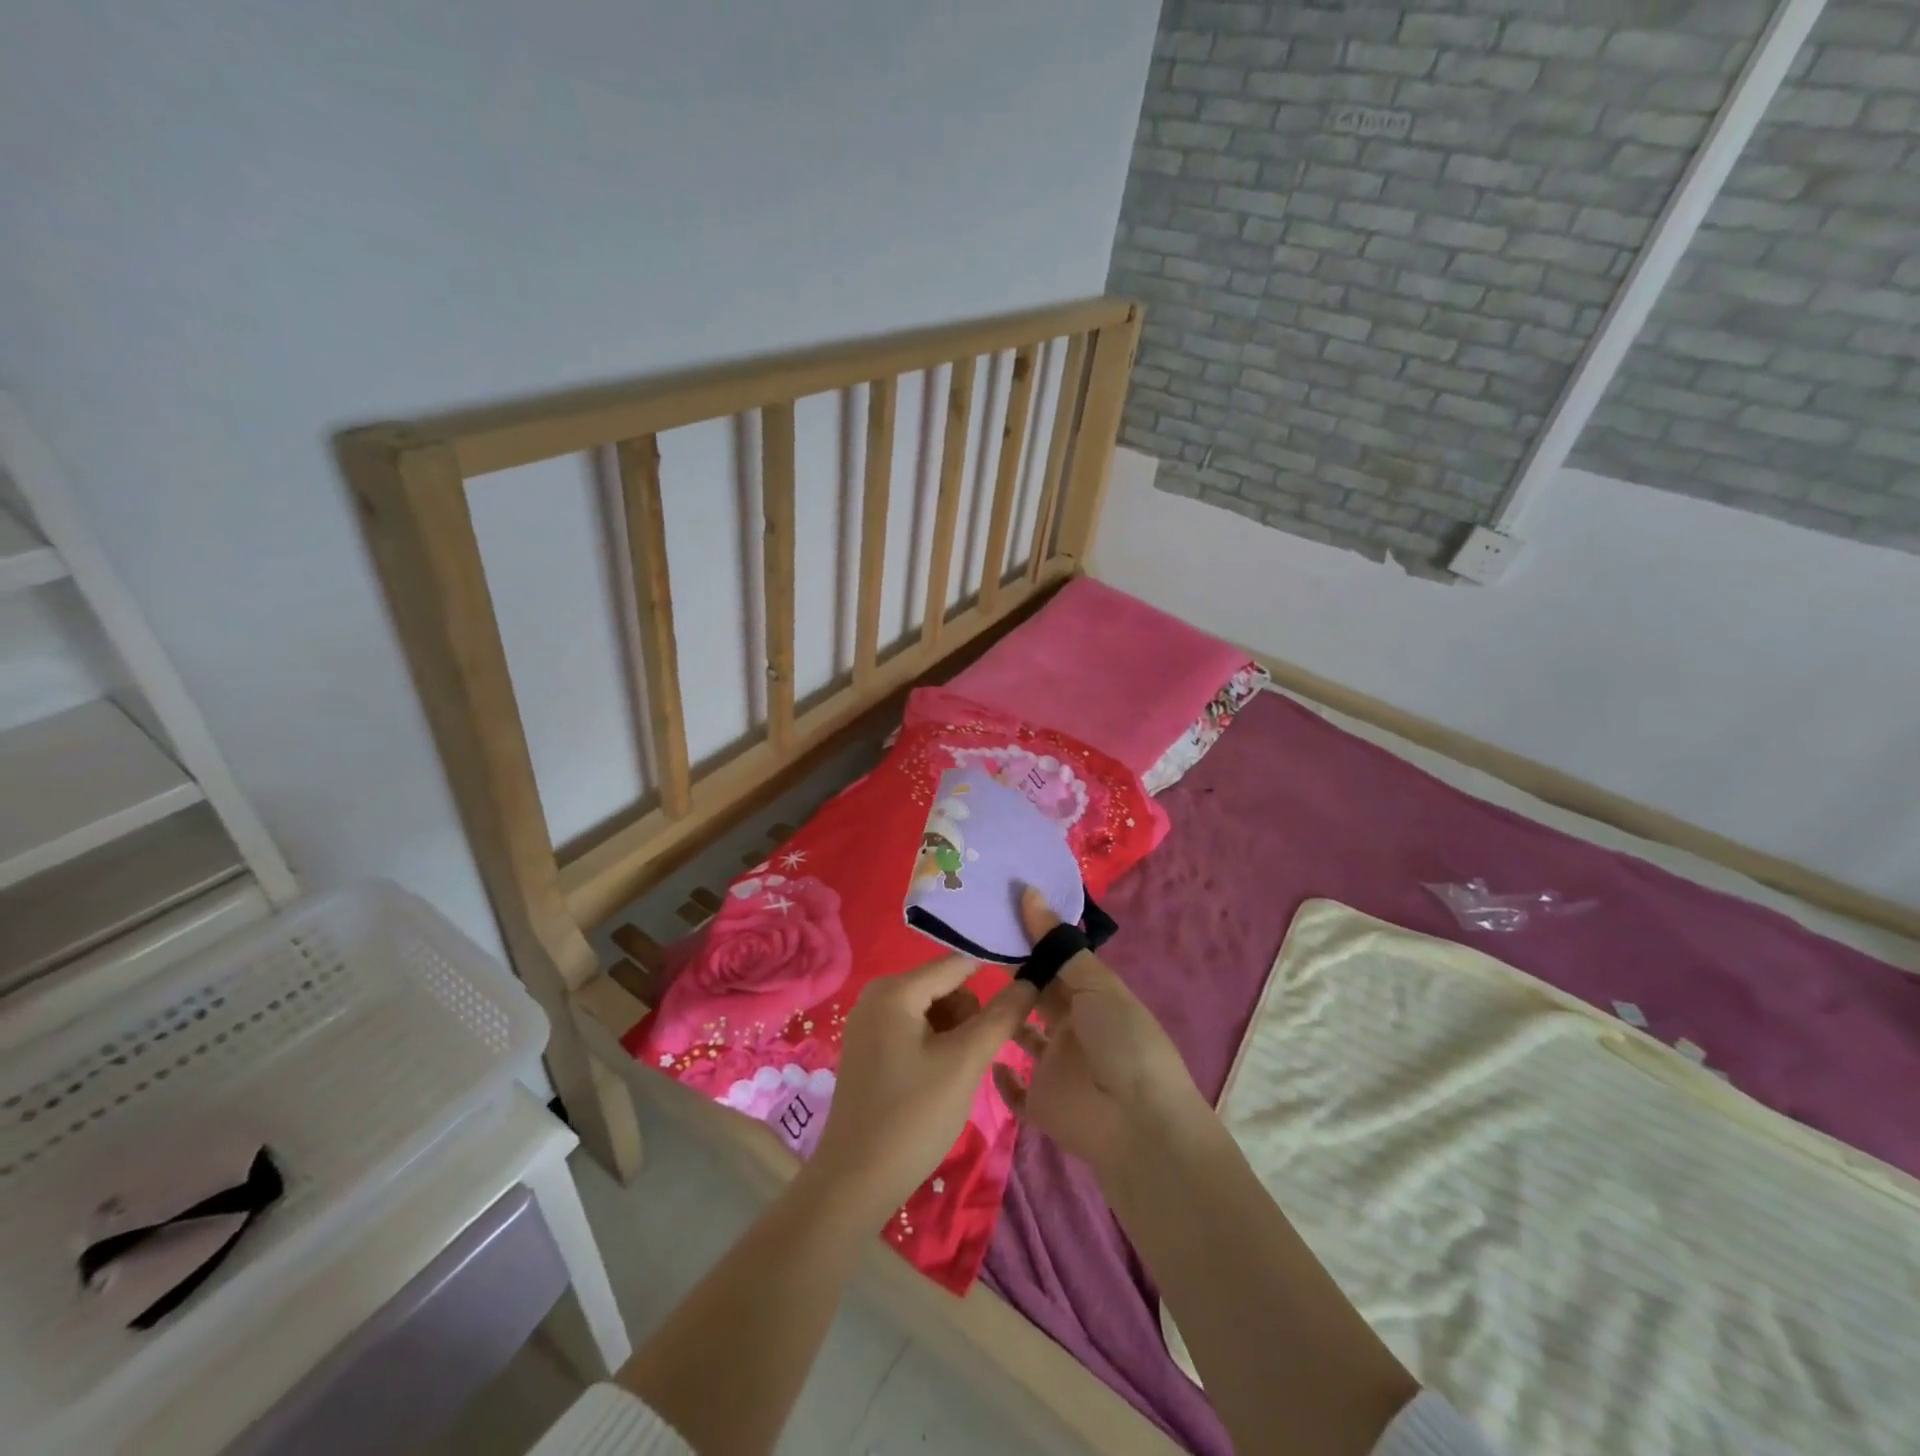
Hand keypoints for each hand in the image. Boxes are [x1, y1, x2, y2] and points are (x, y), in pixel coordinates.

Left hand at [805, 954, 1035, 1228]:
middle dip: (970, 1016)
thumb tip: (1030, 981)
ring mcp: (869, 1022)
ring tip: (959, 1074)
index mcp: (895, 989)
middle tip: (978, 1058)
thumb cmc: (912, 1116)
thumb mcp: (964, 1062)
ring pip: (933, 1010)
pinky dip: (936, 1046)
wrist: (855, 1182)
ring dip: (956, 1034)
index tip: (1025, 995)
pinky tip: (941, 1080)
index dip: (994, 975)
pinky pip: (915, 1029)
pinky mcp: (869, 1048)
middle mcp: (877, 994)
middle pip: (945, 987)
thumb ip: (1000, 1017)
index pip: (958, 964)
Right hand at [992, 889, 1209, 1179]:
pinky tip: (980, 1051)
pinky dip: (1000, 1076)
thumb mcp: (1096, 984)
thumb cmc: (1122, 1041)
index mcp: (1090, 998)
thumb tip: (1028, 891)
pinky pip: (1014, 1089)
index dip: (1029, 941)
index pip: (1054, 963)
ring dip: (1000, 1019)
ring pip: (1020, 1036)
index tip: (994, 915)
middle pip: (1036, 996)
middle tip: (968, 946)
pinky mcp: (1040, 1103)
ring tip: (962, 993)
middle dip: (1010, 974)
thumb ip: (1058, 945)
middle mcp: (1071, 1028)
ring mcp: (1055, 1067)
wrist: (1137, 1122)